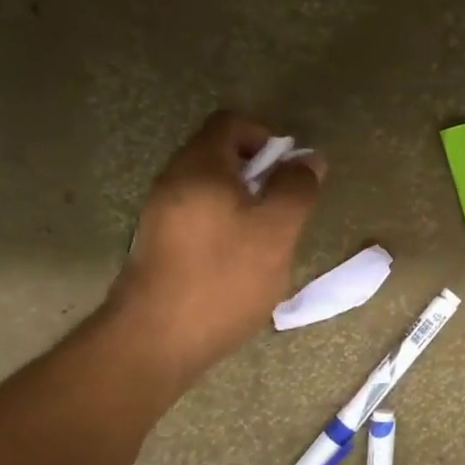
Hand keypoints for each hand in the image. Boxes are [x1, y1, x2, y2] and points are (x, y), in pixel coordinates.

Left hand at [108, 111, 325, 378]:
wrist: (156, 341)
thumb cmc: (224, 277)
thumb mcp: (277, 230)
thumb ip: (297, 188)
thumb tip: (308, 159)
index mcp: (199, 166)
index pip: (231, 123)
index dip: (266, 137)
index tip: (288, 173)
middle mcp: (172, 181)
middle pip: (220, 156)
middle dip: (259, 176)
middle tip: (283, 211)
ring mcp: (160, 215)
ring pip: (211, 191)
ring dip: (243, 205)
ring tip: (266, 243)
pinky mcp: (158, 246)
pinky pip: (198, 219)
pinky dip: (224, 228)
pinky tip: (238, 265)